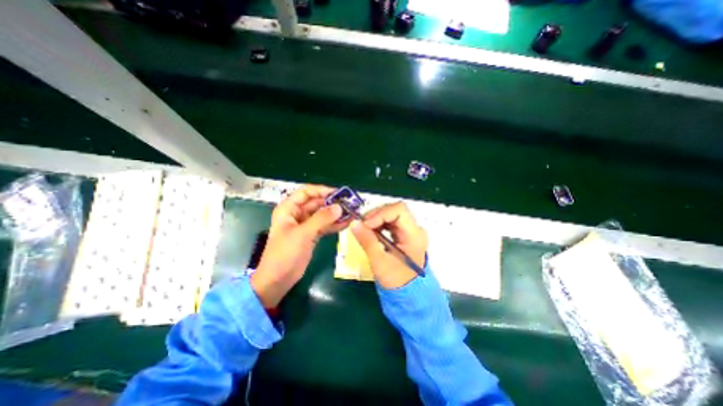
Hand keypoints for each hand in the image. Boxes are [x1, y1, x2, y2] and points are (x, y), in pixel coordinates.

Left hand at [252, 186, 346, 306]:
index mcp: (288, 209)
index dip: (322, 190)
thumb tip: (339, 207)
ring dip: (335, 214)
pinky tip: (346, 223)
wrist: (278, 279)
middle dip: (332, 203)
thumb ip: (321, 219)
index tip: (338, 193)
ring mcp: (305, 225)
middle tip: (349, 204)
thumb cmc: (285, 253)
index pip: (306, 192)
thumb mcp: (302, 234)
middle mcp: (297, 214)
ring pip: (322, 215)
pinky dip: (334, 225)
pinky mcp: (312, 235)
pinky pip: (325, 226)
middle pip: (316, 203)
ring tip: (351, 212)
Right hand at [353, 200, 423, 287]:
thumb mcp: (380, 262)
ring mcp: (410, 231)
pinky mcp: (404, 235)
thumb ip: (367, 241)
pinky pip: (390, 222)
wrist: (409, 295)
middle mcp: (415, 229)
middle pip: (395, 210)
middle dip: (376, 215)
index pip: (399, 210)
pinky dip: (378, 224)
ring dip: (376, 219)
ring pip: (391, 215)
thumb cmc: (397, 282)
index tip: (366, 223)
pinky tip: (371, 232)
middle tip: (362, 225)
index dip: (381, 213)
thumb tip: (354, 224)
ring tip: (365, 229)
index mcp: (414, 235)